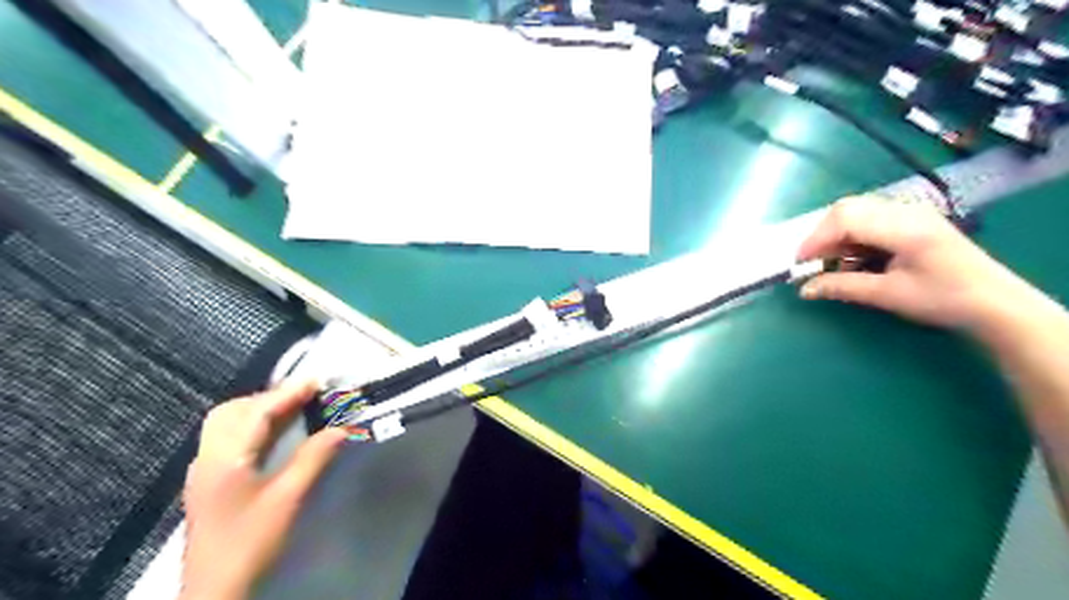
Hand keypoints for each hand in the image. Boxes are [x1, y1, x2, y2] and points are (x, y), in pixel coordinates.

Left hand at [179, 379, 347, 598]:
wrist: (214, 591)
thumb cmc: (251, 542)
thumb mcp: (288, 499)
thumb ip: (314, 458)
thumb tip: (343, 428)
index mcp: (224, 459)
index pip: (256, 412)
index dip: (288, 393)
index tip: (317, 380)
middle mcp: (207, 458)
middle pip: (231, 411)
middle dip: (268, 397)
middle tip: (303, 397)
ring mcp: (203, 471)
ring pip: (225, 424)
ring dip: (258, 410)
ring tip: (291, 411)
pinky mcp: (207, 482)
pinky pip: (226, 438)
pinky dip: (251, 425)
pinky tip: (271, 436)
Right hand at [796, 196, 1030, 334]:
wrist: (996, 303)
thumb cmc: (944, 299)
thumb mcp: (888, 295)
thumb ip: (842, 287)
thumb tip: (804, 289)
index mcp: (903, 227)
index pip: (845, 218)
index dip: (816, 239)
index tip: (800, 264)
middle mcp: (906, 211)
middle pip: (847, 208)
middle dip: (822, 235)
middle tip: (814, 263)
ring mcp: (911, 213)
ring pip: (856, 212)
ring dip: (837, 236)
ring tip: (833, 264)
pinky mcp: (912, 221)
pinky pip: (870, 220)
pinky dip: (852, 237)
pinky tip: (855, 259)